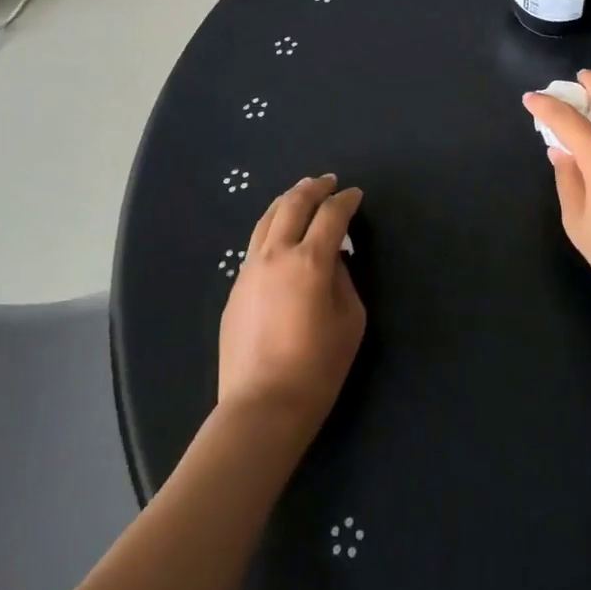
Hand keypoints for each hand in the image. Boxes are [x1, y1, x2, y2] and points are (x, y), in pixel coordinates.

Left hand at [218, 175, 366, 437]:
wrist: (261, 407)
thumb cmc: (317, 368)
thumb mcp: (350, 321)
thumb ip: (344, 281)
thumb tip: (333, 261)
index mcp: (309, 261)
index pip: (331, 215)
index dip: (346, 201)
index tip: (355, 195)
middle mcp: (276, 255)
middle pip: (293, 204)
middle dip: (313, 188)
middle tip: (328, 182)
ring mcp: (250, 270)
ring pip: (267, 219)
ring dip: (287, 201)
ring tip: (300, 194)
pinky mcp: (235, 289)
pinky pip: (255, 245)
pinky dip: (272, 228)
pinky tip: (280, 236)